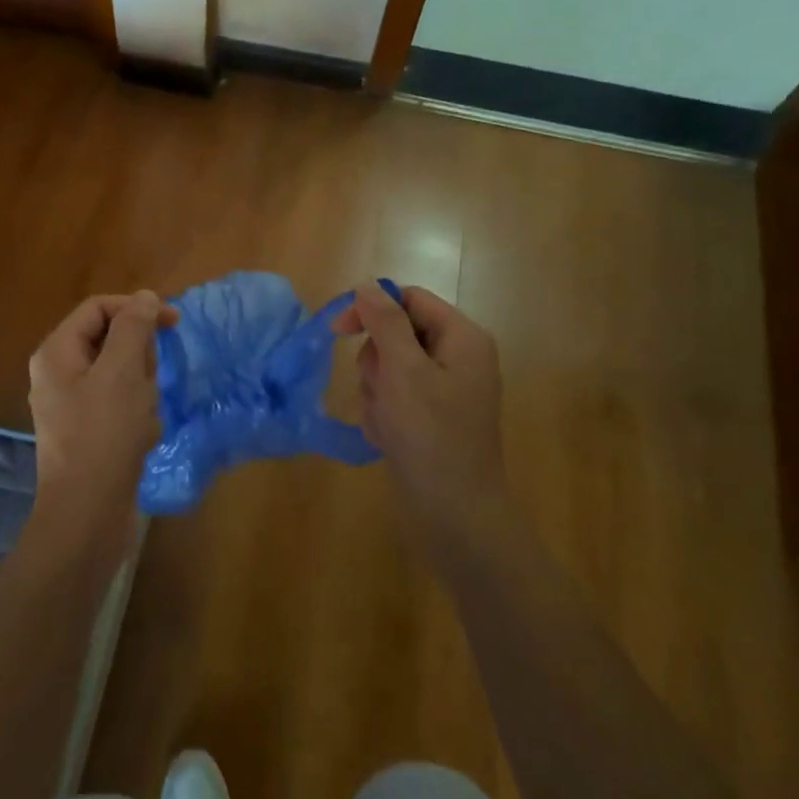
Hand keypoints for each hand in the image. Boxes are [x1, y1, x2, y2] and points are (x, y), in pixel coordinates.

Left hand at [26, 290, 172, 565]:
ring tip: (142, 420)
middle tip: (145, 386)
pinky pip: (121, 407)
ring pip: (122, 376)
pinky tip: (141, 439)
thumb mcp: (122, 372)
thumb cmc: (104, 435)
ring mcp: (73, 406)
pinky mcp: (89, 433)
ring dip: (142, 392)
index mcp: (57, 353)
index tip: (173, 323)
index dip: (136, 308)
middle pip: (111, 342)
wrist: (87, 514)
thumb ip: (133, 328)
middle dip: (139, 360)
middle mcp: (59, 374)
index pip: (99, 308)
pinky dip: (138, 418)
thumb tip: (143, 297)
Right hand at [335, 282, 507, 543]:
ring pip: (389, 367)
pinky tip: (388, 437)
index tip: (336, 330)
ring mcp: (445, 389)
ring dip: (376, 391)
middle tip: (381, 390)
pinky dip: (383, 413)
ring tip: (386, 421)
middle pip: (396, 334)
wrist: (455, 513)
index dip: (371, 308)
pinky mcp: (431, 416)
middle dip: (376, 362)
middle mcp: (457, 357)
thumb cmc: (430, 435)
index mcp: (462, 338)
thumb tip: (367, 285)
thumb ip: (384, 322)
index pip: (409, 300)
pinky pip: (394, 397)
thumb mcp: (403, 371)